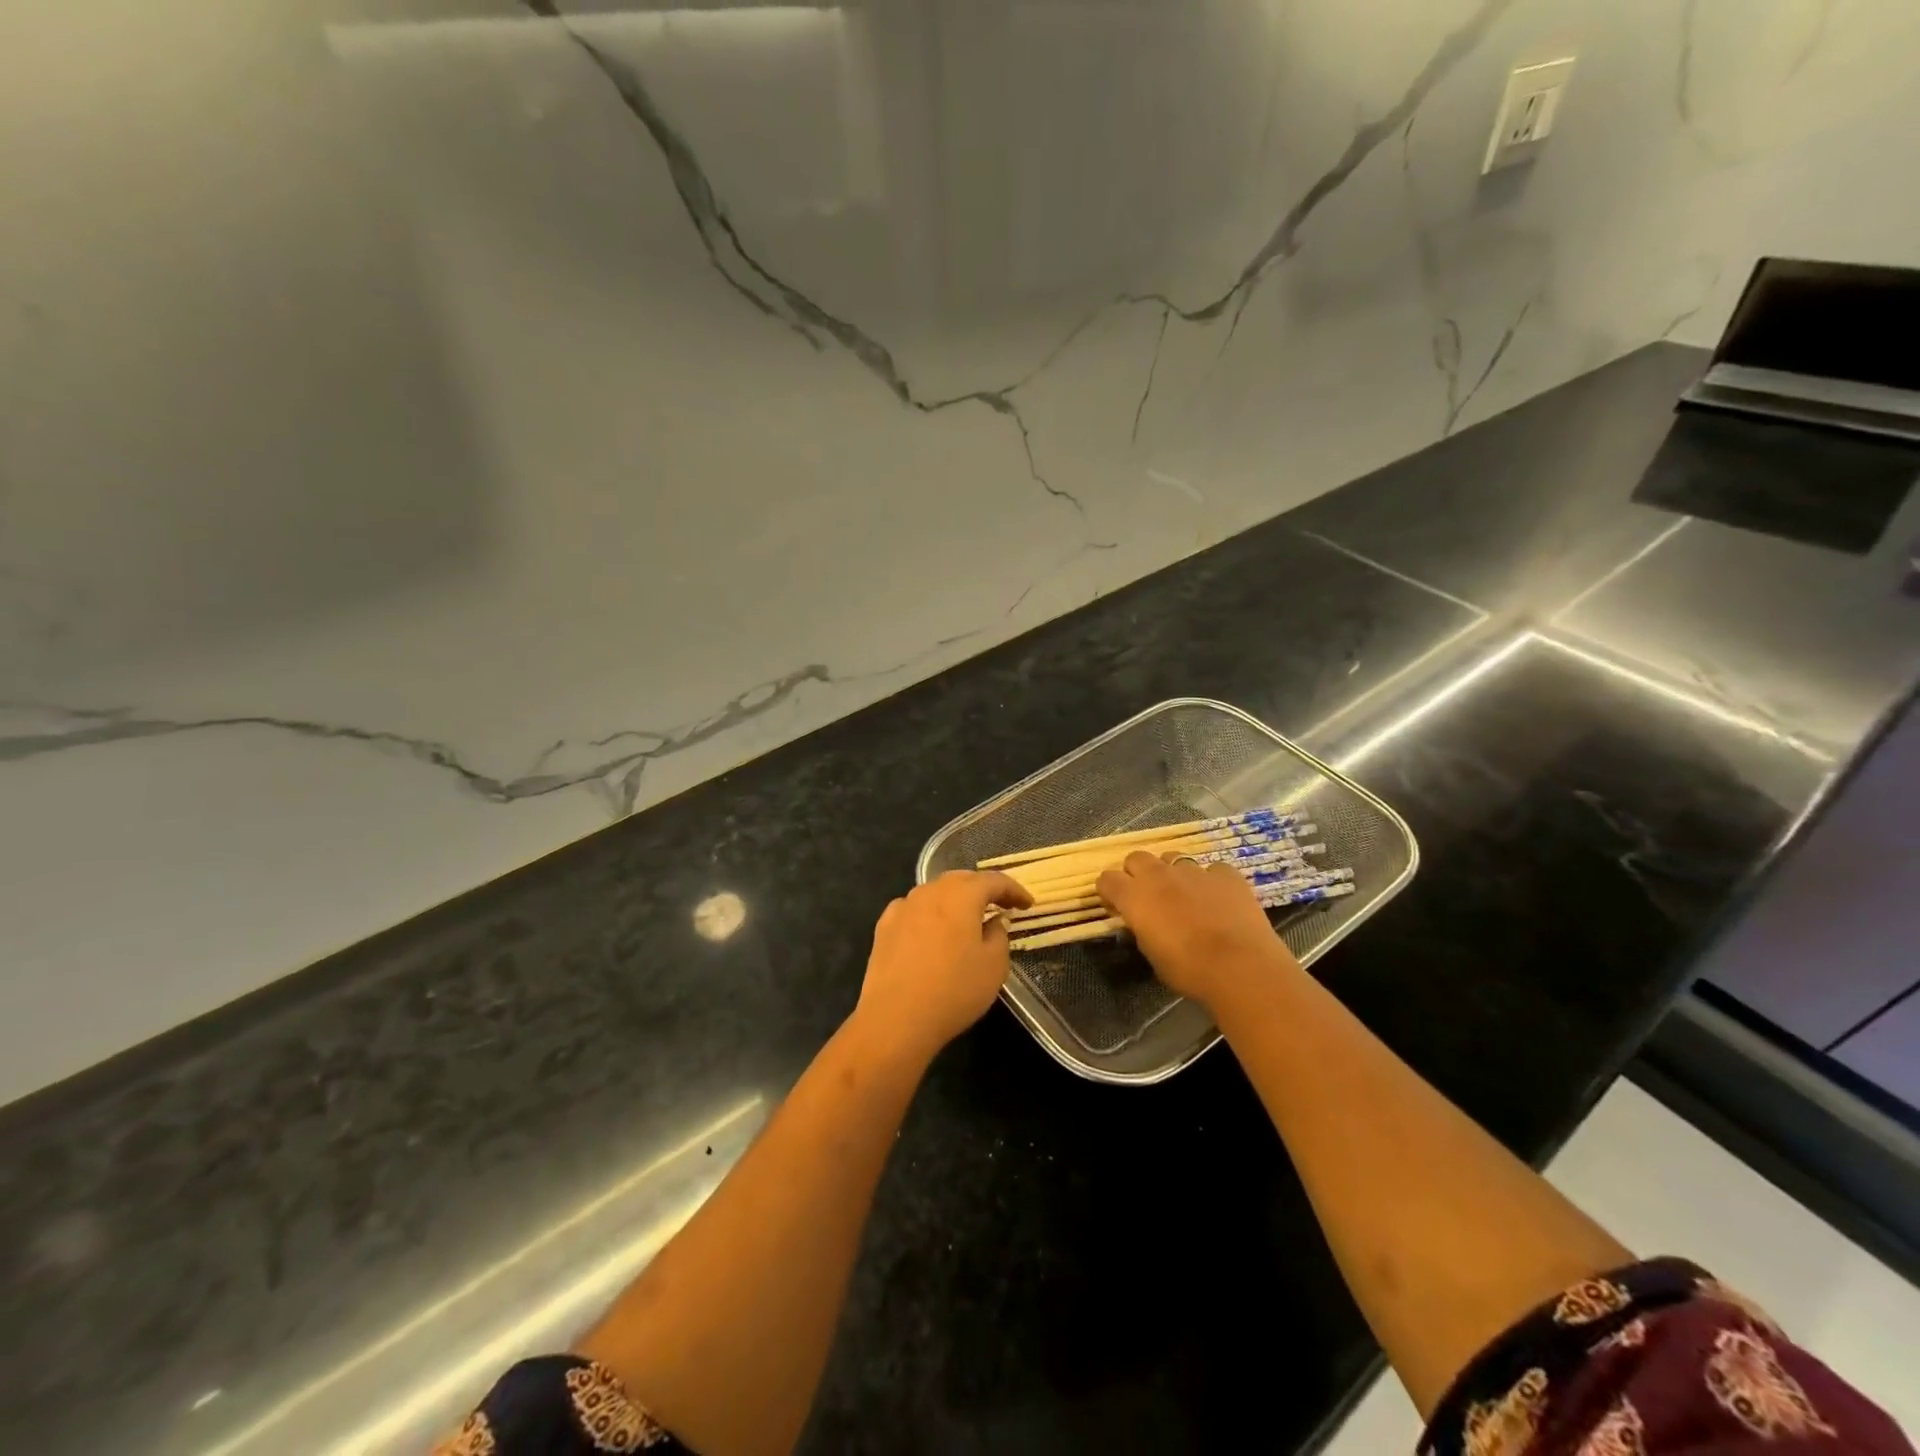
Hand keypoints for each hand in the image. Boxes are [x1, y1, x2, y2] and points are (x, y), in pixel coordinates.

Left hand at [854, 870, 1033, 1061]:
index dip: (1013, 890)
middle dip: (982, 889)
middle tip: (999, 905)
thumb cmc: (954, 990)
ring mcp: (903, 907)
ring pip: (934, 893)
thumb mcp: (994, 966)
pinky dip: (928, 914)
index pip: (993, 880)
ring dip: (954, 901)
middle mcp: (930, 892)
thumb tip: (993, 922)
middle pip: (961, 880)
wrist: (895, 1018)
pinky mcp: (884, 927)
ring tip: (966, 919)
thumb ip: (999, 936)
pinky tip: (931, 932)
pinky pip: (913, 910)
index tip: (1027, 904)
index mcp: (961, 895)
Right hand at [1096, 851, 1299, 1007]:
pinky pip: (1211, 870)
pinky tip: (1218, 899)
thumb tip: (1142, 922)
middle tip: (1147, 896)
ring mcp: (1194, 870)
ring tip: (1184, 895)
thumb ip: (1141, 930)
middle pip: (1136, 858)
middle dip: (1137, 873)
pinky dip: (1210, 881)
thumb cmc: (1188, 970)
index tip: (1116, 906)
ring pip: (1173, 858)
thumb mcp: (1152, 954)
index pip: (1107, 879)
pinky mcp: (1225, 873)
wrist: (1240, 966)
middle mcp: (1159, 875)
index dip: (1109, 891)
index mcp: (1134, 896)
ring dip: (1172, 873)